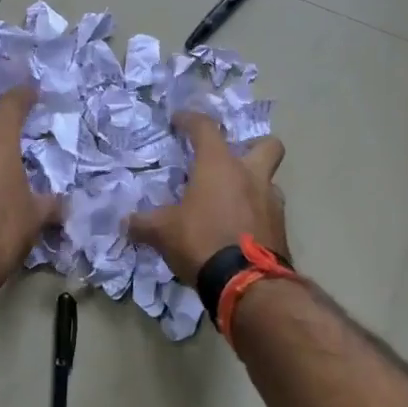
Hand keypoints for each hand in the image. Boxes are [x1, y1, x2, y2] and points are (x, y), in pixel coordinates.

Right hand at [128, 112, 287, 281]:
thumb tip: (126, 222)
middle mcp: (250, 176)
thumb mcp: (163, 232)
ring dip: (253, 186)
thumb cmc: (202, 242)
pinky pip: (269, 212)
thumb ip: (144, 223)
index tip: (178, 120)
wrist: (248, 286)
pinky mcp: (281, 230)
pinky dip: (256, 216)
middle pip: (266, 144)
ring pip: (269, 181)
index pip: (205, 127)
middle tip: (231, 159)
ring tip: (231, 201)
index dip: (190, 120)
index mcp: (219, 165)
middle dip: (252, 145)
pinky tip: (238, 230)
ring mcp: (271, 203)